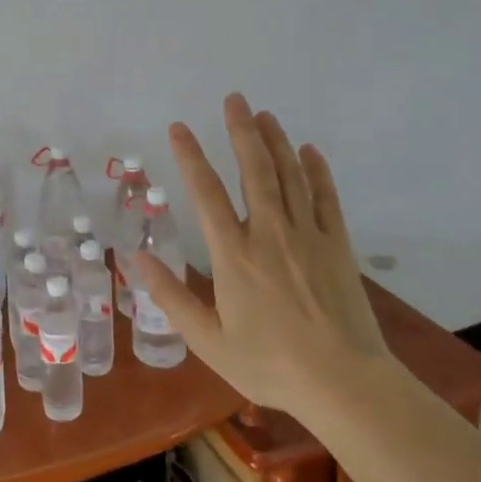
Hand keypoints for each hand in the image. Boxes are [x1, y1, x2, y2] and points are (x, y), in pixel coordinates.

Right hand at [132, 93, 388, 416]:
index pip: (206, 193)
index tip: (179, 127)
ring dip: (276, 141)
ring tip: (264, 114)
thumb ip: (171, 297)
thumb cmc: (270, 364)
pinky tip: (309, 151)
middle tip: (234, 99)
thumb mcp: (209, 340)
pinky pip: (326, 197)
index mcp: (233, 254)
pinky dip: (317, 171)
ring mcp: (307, 235)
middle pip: (253, 169)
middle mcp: (268, 233)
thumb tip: (137, 259)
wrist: (343, 383)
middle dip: (241, 130)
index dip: (190, 156)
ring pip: (289, 175)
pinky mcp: (337, 245)